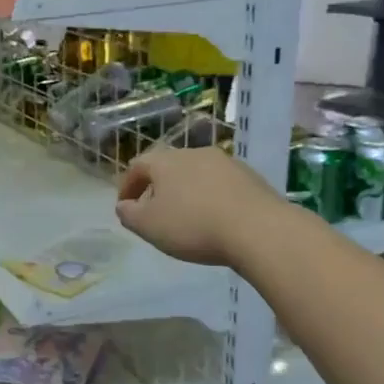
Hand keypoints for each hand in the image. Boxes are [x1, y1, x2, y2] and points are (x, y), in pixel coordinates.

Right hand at [114, 146, 289, 267]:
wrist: (258, 229)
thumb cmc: (193, 226)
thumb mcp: (148, 226)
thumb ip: (129, 214)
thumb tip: (124, 206)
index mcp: (165, 161)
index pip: (137, 166)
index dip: (127, 187)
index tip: (125, 208)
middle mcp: (194, 153)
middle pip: (168, 167)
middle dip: (158, 188)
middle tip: (155, 212)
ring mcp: (226, 163)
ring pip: (196, 174)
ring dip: (186, 192)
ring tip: (187, 217)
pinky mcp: (251, 177)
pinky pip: (220, 185)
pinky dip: (211, 197)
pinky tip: (215, 219)